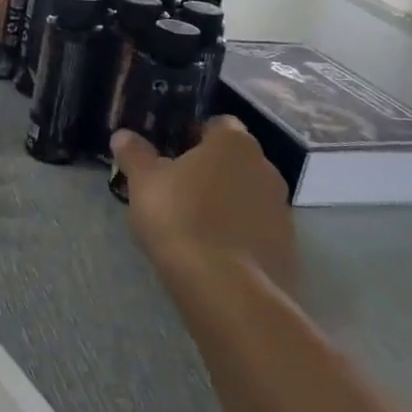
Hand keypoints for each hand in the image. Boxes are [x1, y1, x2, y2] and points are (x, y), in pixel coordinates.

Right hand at [113, 116, 296, 290]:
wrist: (227, 287)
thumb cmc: (180, 218)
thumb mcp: (144, 182)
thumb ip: (134, 154)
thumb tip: (123, 135)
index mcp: (234, 143)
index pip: (217, 124)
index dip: (193, 135)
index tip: (170, 153)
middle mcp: (266, 168)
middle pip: (235, 160)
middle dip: (210, 170)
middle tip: (178, 188)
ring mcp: (282, 209)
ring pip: (247, 195)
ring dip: (227, 202)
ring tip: (195, 224)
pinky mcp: (287, 246)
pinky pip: (257, 229)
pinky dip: (239, 234)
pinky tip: (214, 251)